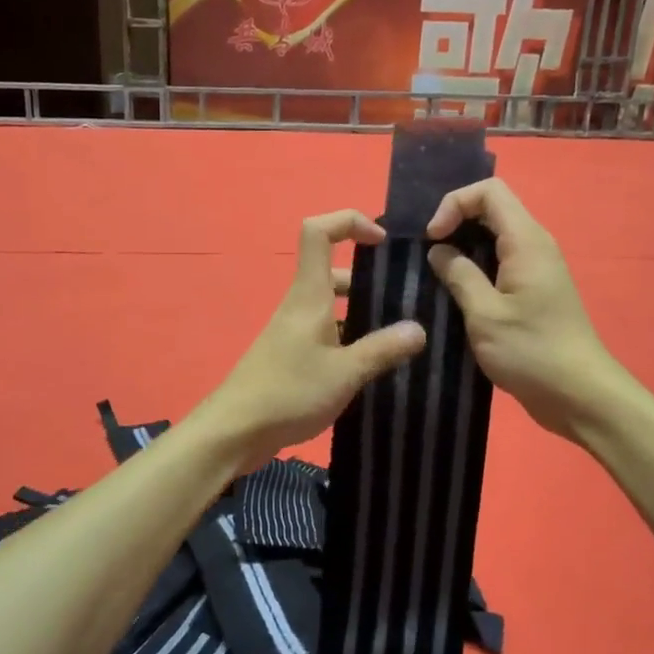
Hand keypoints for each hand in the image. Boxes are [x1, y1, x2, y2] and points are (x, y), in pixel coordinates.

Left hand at [199, 210, 427, 470]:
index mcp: (309, 296)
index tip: (382, 241)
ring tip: (402, 337)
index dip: (349, 222)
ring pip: (333, 308)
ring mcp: (294, 333)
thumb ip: (382, 349)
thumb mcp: (345, 373)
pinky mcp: (292, 358)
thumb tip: (419, 329)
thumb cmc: (288, 393)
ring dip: (364, 315)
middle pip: (334, 272)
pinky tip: (375, 366)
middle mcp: (300, 307)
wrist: (235, 431)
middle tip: (408, 301)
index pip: (318, 232)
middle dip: (370, 279)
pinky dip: (351, 341)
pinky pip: (328, 336)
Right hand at [426, 179, 618, 441]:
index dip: (454, 204)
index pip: (489, 192)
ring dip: (462, 248)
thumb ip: (459, 275)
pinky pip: (500, 263)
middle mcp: (535, 246)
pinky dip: (474, 268)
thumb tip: (439, 251)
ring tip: (433, 274)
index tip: (431, 239)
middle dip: (454, 222)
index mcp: (526, 241)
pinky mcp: (533, 291)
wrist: (578, 394)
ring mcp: (536, 269)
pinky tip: (455, 294)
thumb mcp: (484, 314)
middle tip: (426, 255)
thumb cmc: (530, 352)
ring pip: (494, 237)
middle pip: (491, 209)